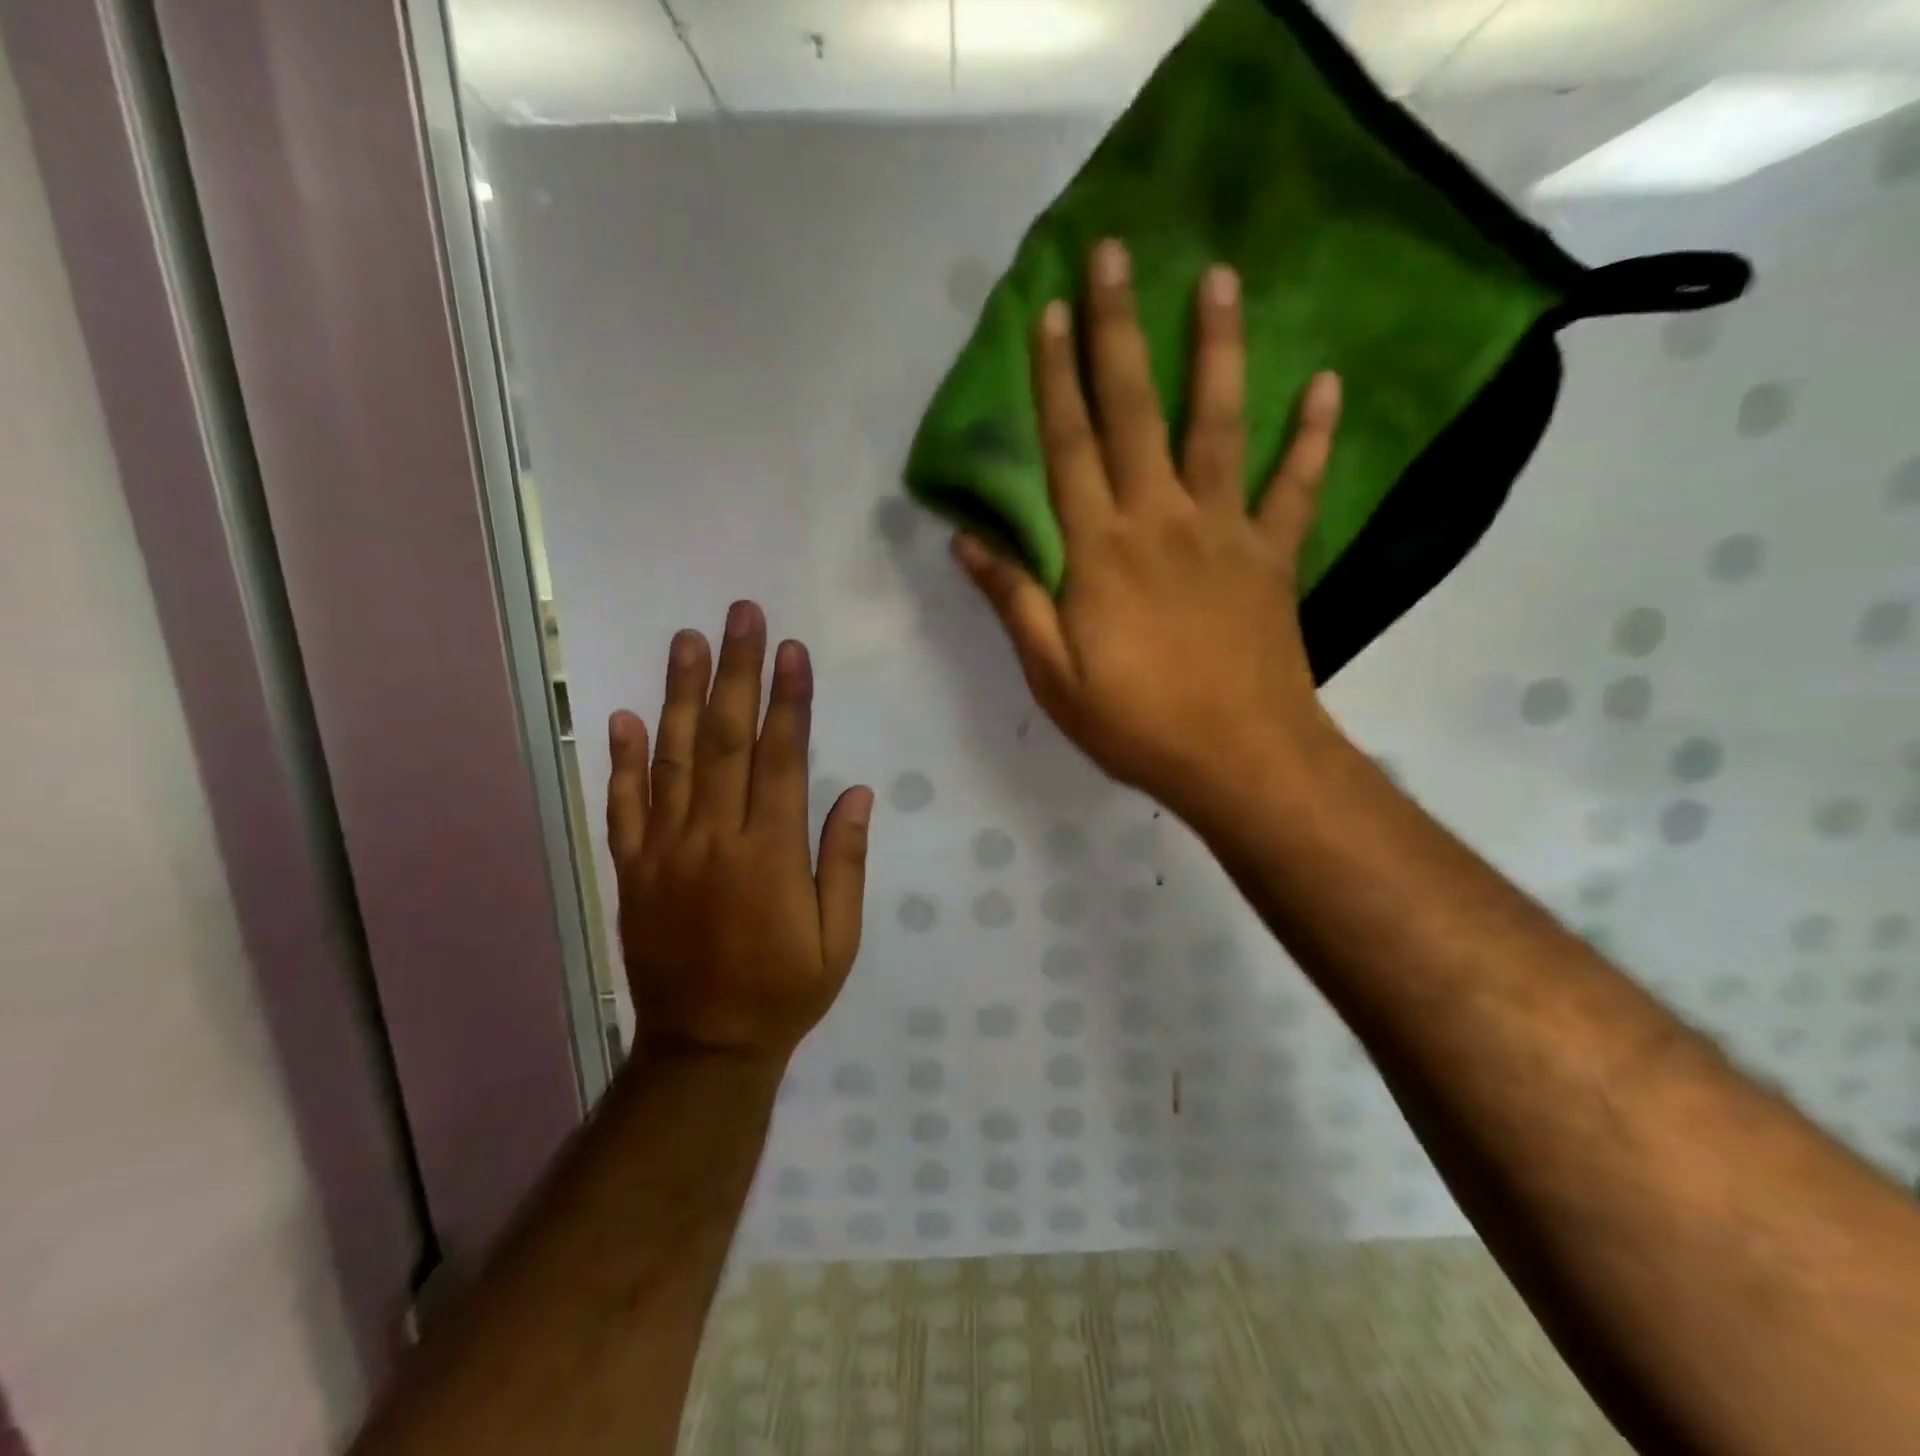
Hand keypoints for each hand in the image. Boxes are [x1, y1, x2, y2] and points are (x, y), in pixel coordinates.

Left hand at [605, 603, 872, 1063]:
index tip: (791, 651)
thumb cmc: (784, 991)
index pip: (780, 759)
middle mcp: (712, 840)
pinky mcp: (632, 871)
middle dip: (736, 673)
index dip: (788, 701)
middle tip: (740, 616)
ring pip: (672, 759)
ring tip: (687, 641)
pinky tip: (625, 717)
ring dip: (680, 695)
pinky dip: (624, 760)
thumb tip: (855, 793)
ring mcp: (664, 853)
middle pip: (724, 741)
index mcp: (769, 855)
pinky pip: (624, 807)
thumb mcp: (838, 940)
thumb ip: (843, 862)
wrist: (703, 1049)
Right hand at [954, 239, 1344, 819]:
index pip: (1068, 448)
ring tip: (1220, 279)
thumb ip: (1014, 600)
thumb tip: (968, 541)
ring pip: (1218, 425)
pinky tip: (1326, 386)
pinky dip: (1312, 438)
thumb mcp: (1053, 674)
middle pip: (1134, 412)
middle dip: (1120, 330)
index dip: (1054, 378)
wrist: (1238, 758)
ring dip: (1217, 349)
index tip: (1050, 311)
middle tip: (1116, 253)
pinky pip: (1296, 487)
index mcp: (1099, 550)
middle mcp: (1160, 520)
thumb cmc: (1135, 722)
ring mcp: (1225, 531)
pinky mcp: (1273, 556)